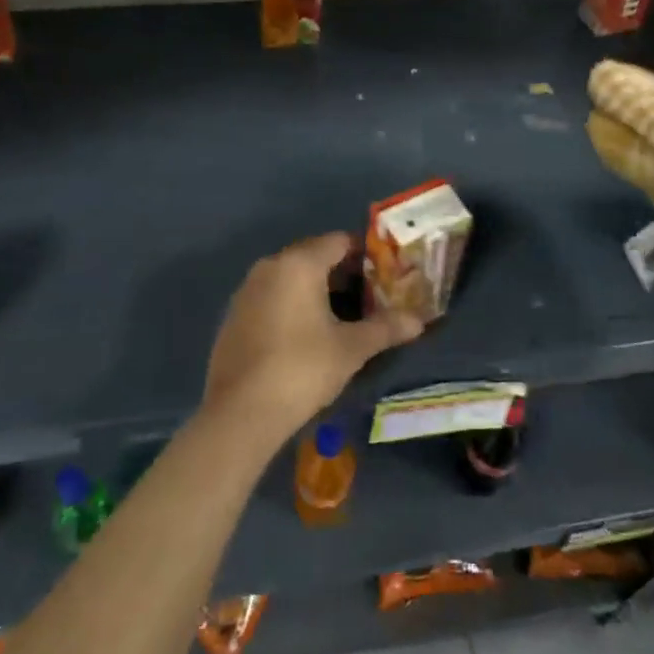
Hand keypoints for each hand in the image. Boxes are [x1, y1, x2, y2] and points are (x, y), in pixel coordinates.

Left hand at [201, 232, 422, 448]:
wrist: (240, 412)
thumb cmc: (302, 369)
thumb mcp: (351, 349)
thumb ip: (385, 328)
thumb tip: (419, 321)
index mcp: (299, 264)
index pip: (339, 241)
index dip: (366, 255)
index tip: (386, 276)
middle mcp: (270, 266)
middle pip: (314, 256)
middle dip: (343, 273)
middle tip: (370, 298)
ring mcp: (247, 290)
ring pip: (291, 277)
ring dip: (317, 290)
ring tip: (343, 317)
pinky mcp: (234, 315)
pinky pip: (272, 296)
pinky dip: (292, 305)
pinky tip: (307, 335)